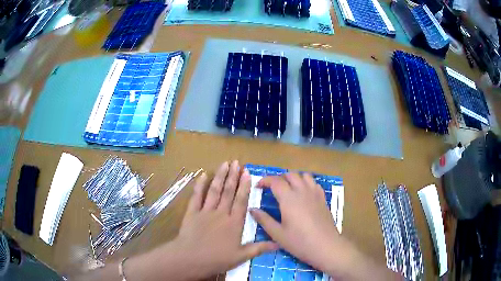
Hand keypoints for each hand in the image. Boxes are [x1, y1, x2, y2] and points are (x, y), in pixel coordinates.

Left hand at [171, 161, 277, 278]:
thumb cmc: (217, 259)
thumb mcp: (241, 257)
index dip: (245, 186)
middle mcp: (221, 213)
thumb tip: (278, 244)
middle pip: (228, 192)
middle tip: (237, 162)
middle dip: (233, 176)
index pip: (241, 201)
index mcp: (234, 223)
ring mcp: (205, 211)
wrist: (191, 258)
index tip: (247, 172)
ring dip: (220, 176)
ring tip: (225, 164)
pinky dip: (200, 185)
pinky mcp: (192, 212)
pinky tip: (203, 174)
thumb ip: (259, 248)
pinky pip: (196, 196)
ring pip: (214, 190)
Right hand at [250, 173, 341, 272]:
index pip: (275, 181)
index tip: (258, 186)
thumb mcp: (277, 234)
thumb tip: (252, 209)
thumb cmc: (299, 242)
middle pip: (290, 175)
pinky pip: (314, 183)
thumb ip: (264, 220)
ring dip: (293, 178)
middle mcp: (302, 191)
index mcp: (289, 198)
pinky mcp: (323, 198)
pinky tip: (303, 194)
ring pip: (304, 176)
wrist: (325, 246)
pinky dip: (306, 183)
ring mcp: (315, 193)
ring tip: (288, 188)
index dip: (265, 180)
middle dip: (279, 178)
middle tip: (271, 188)